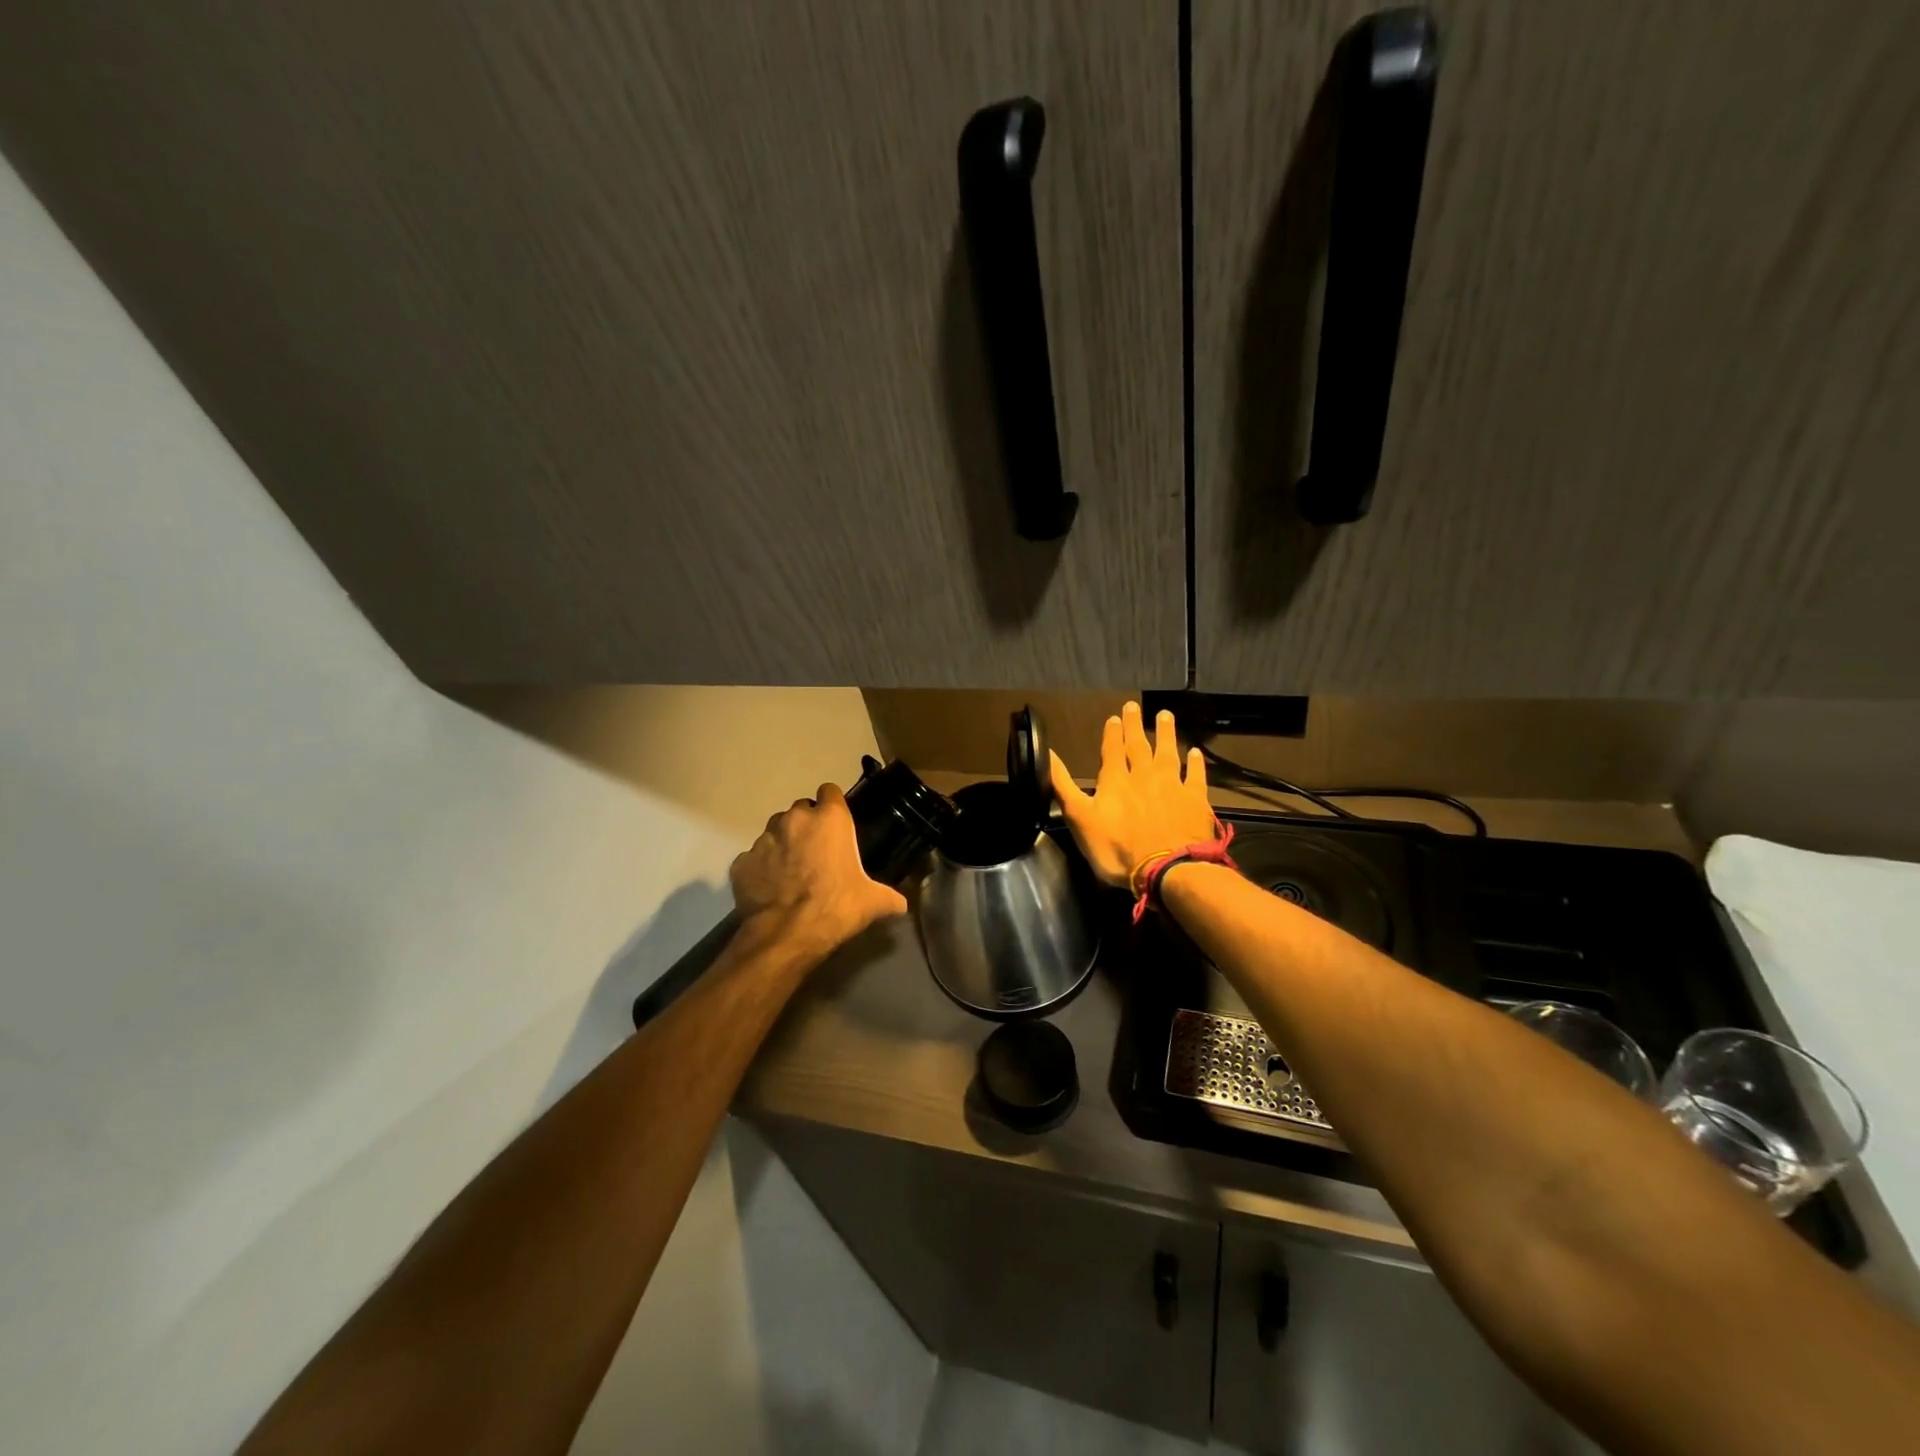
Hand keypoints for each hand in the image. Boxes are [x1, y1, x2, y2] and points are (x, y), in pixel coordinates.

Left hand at [730, 784, 908, 951]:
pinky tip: (771, 889)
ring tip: (792, 871)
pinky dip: (762, 869)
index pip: (830, 791)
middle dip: (807, 826)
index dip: (833, 805)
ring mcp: (764, 839)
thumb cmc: (837, 906)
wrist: (787, 934)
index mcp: (829, 819)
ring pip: (775, 831)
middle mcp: (794, 819)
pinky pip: (754, 859)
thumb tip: (902, 905)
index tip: (836, 823)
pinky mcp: (742, 861)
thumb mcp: (873, 902)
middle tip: (817, 852)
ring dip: (783, 844)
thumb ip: (889, 897)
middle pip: (801, 811)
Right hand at [1050, 701, 1216, 889]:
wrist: (1167, 868)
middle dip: (1135, 726)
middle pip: (1139, 746)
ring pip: (1168, 753)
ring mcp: (1172, 786)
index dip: (1112, 733)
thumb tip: (1047, 754)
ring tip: (1165, 715)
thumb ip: (1063, 785)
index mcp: (1115, 780)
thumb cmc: (1117, 848)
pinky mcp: (1195, 800)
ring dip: (1166, 734)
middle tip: (1135, 706)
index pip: (1112, 750)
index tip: (1114, 717)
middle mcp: (1144, 775)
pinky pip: (1195, 776)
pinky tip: (1196, 753)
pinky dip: (1196, 763)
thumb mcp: (1079, 818)